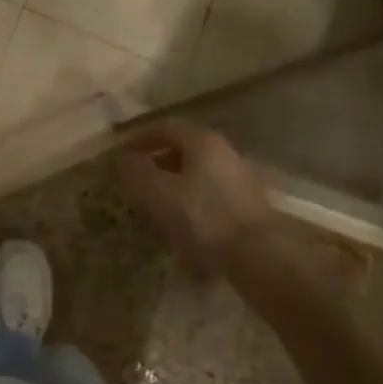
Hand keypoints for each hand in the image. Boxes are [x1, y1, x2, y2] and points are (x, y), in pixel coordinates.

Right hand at [115, 120, 272, 274]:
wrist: (260, 256)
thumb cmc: (203, 216)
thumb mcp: (158, 193)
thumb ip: (136, 172)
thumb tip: (123, 159)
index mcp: (202, 141)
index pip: (166, 127)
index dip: (140, 137)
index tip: (122, 153)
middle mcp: (225, 153)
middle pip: (185, 150)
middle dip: (158, 164)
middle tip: (137, 182)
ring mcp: (241, 180)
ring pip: (198, 176)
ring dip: (175, 187)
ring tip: (156, 209)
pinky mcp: (249, 208)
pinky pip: (212, 198)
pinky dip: (193, 205)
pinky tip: (183, 229)